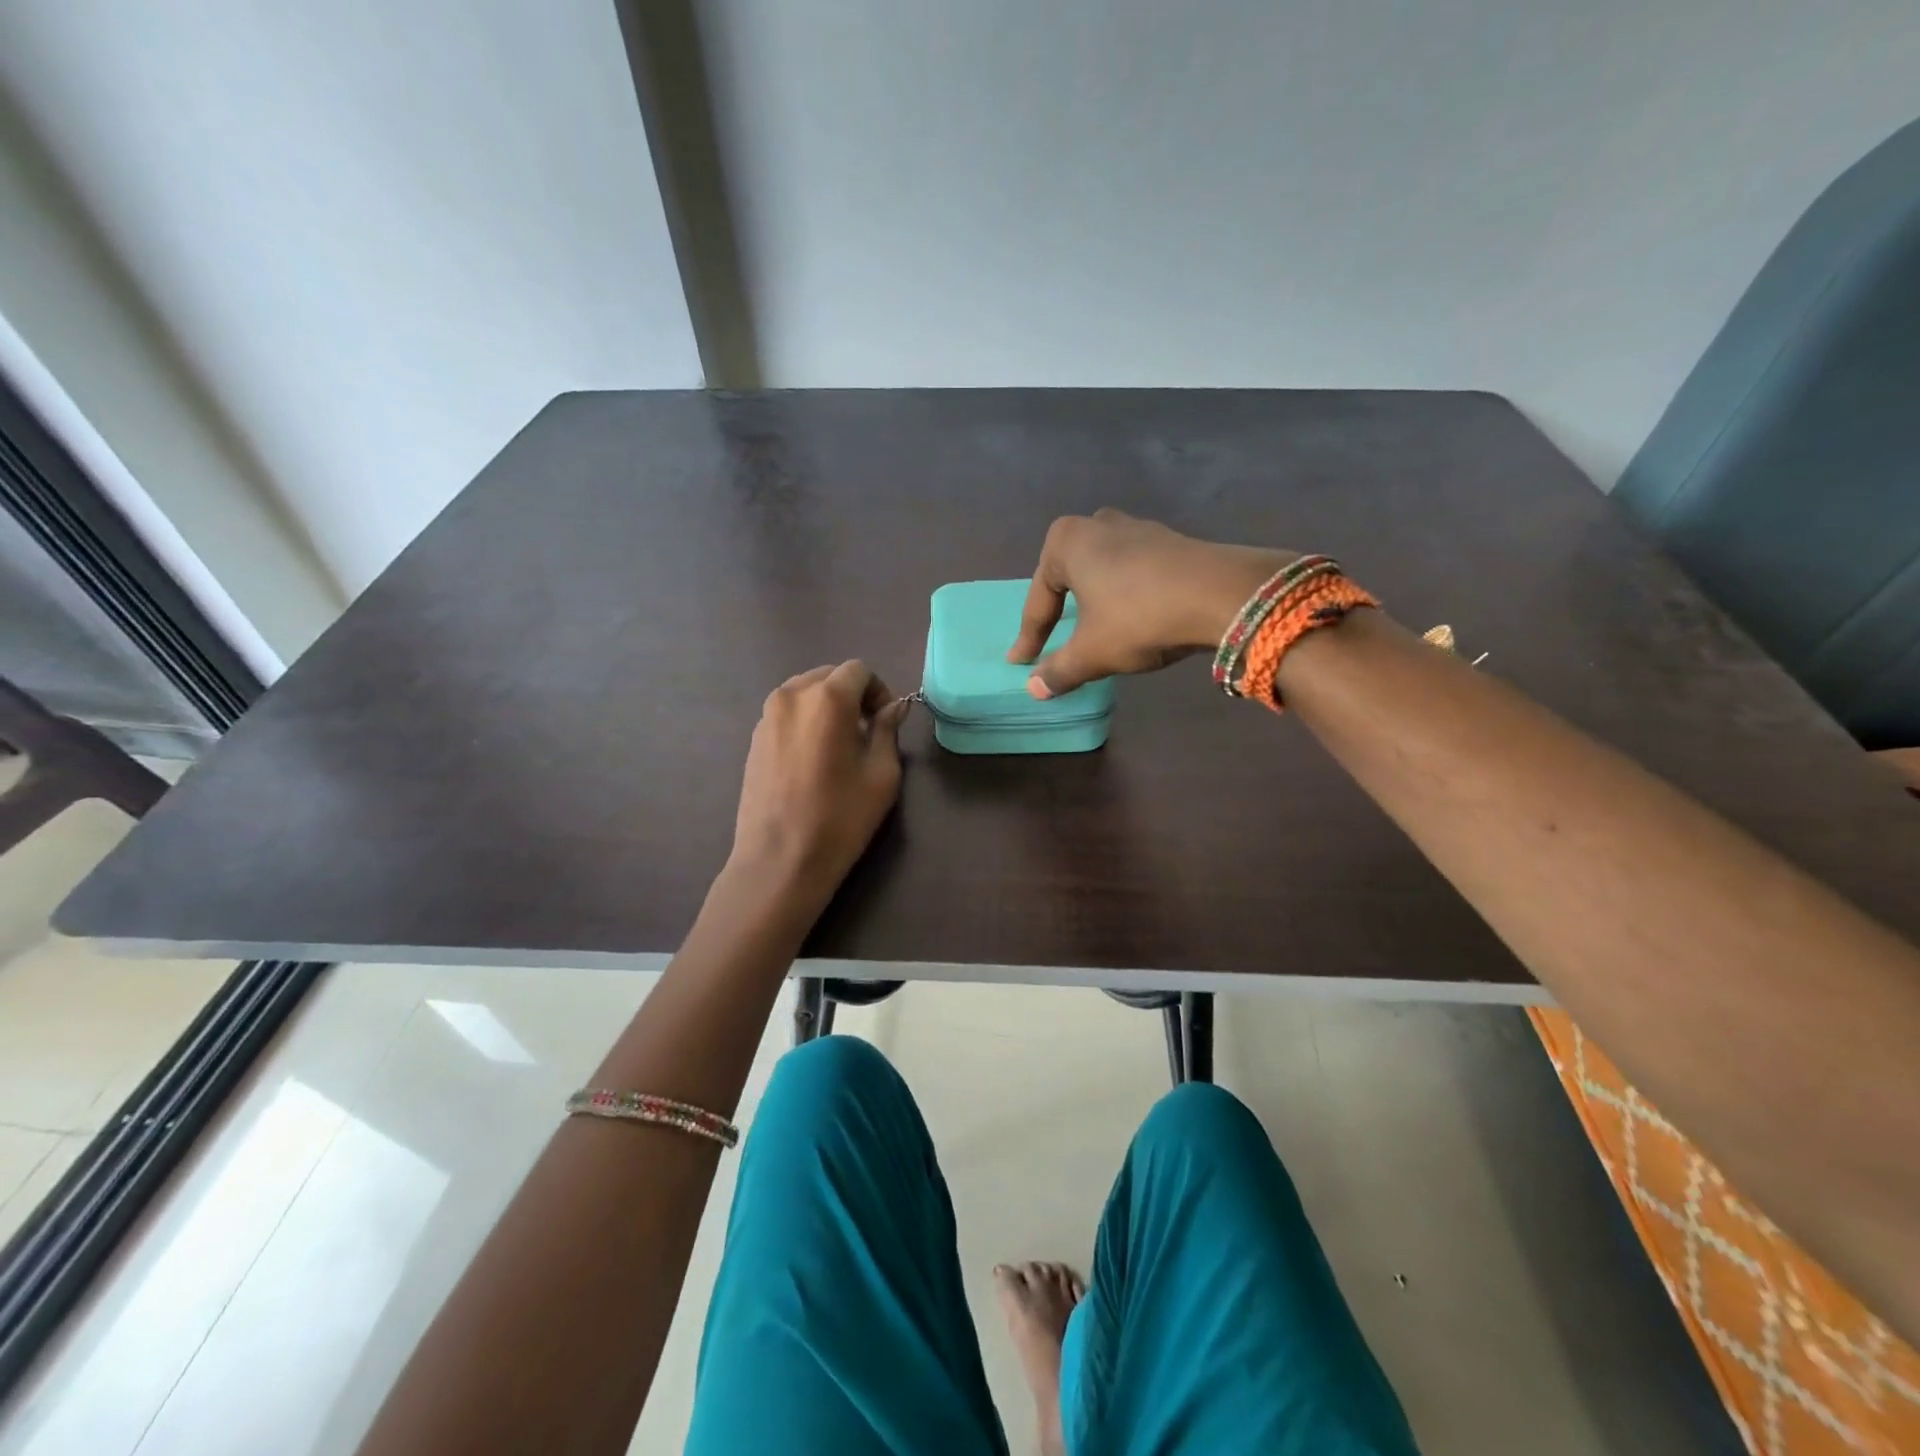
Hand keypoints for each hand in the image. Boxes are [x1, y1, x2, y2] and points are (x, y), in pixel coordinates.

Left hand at [731, 661, 907, 897]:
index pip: (858, 670)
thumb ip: (887, 730)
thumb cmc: (840, 818)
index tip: (886, 721)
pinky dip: (806, 721)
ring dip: (827, 706)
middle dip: (852, 694)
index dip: (878, 690)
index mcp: (827, 699)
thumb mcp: (881, 775)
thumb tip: (892, 708)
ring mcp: (766, 716)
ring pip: (805, 692)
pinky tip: (813, 759)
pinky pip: (787, 713)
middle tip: (866, 731)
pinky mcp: (753, 738)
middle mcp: (791, 696)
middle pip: (829, 675)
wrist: (780, 860)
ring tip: (839, 745)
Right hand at [1008, 509, 1296, 696]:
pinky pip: (1132, 572)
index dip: (1029, 637)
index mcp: (1066, 542)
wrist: (1221, 594)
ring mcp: (1138, 528)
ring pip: (1102, 572)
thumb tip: (1034, 688)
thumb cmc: (1139, 618)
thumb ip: (1059, 670)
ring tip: (1093, 628)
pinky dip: (1124, 596)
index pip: (1039, 601)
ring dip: (1094, 601)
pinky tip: (1132, 617)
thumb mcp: (1092, 653)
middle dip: (1060, 609)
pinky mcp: (1171, 541)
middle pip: (1068, 577)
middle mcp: (1098, 525)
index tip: (1020, 662)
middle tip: (1053, 636)